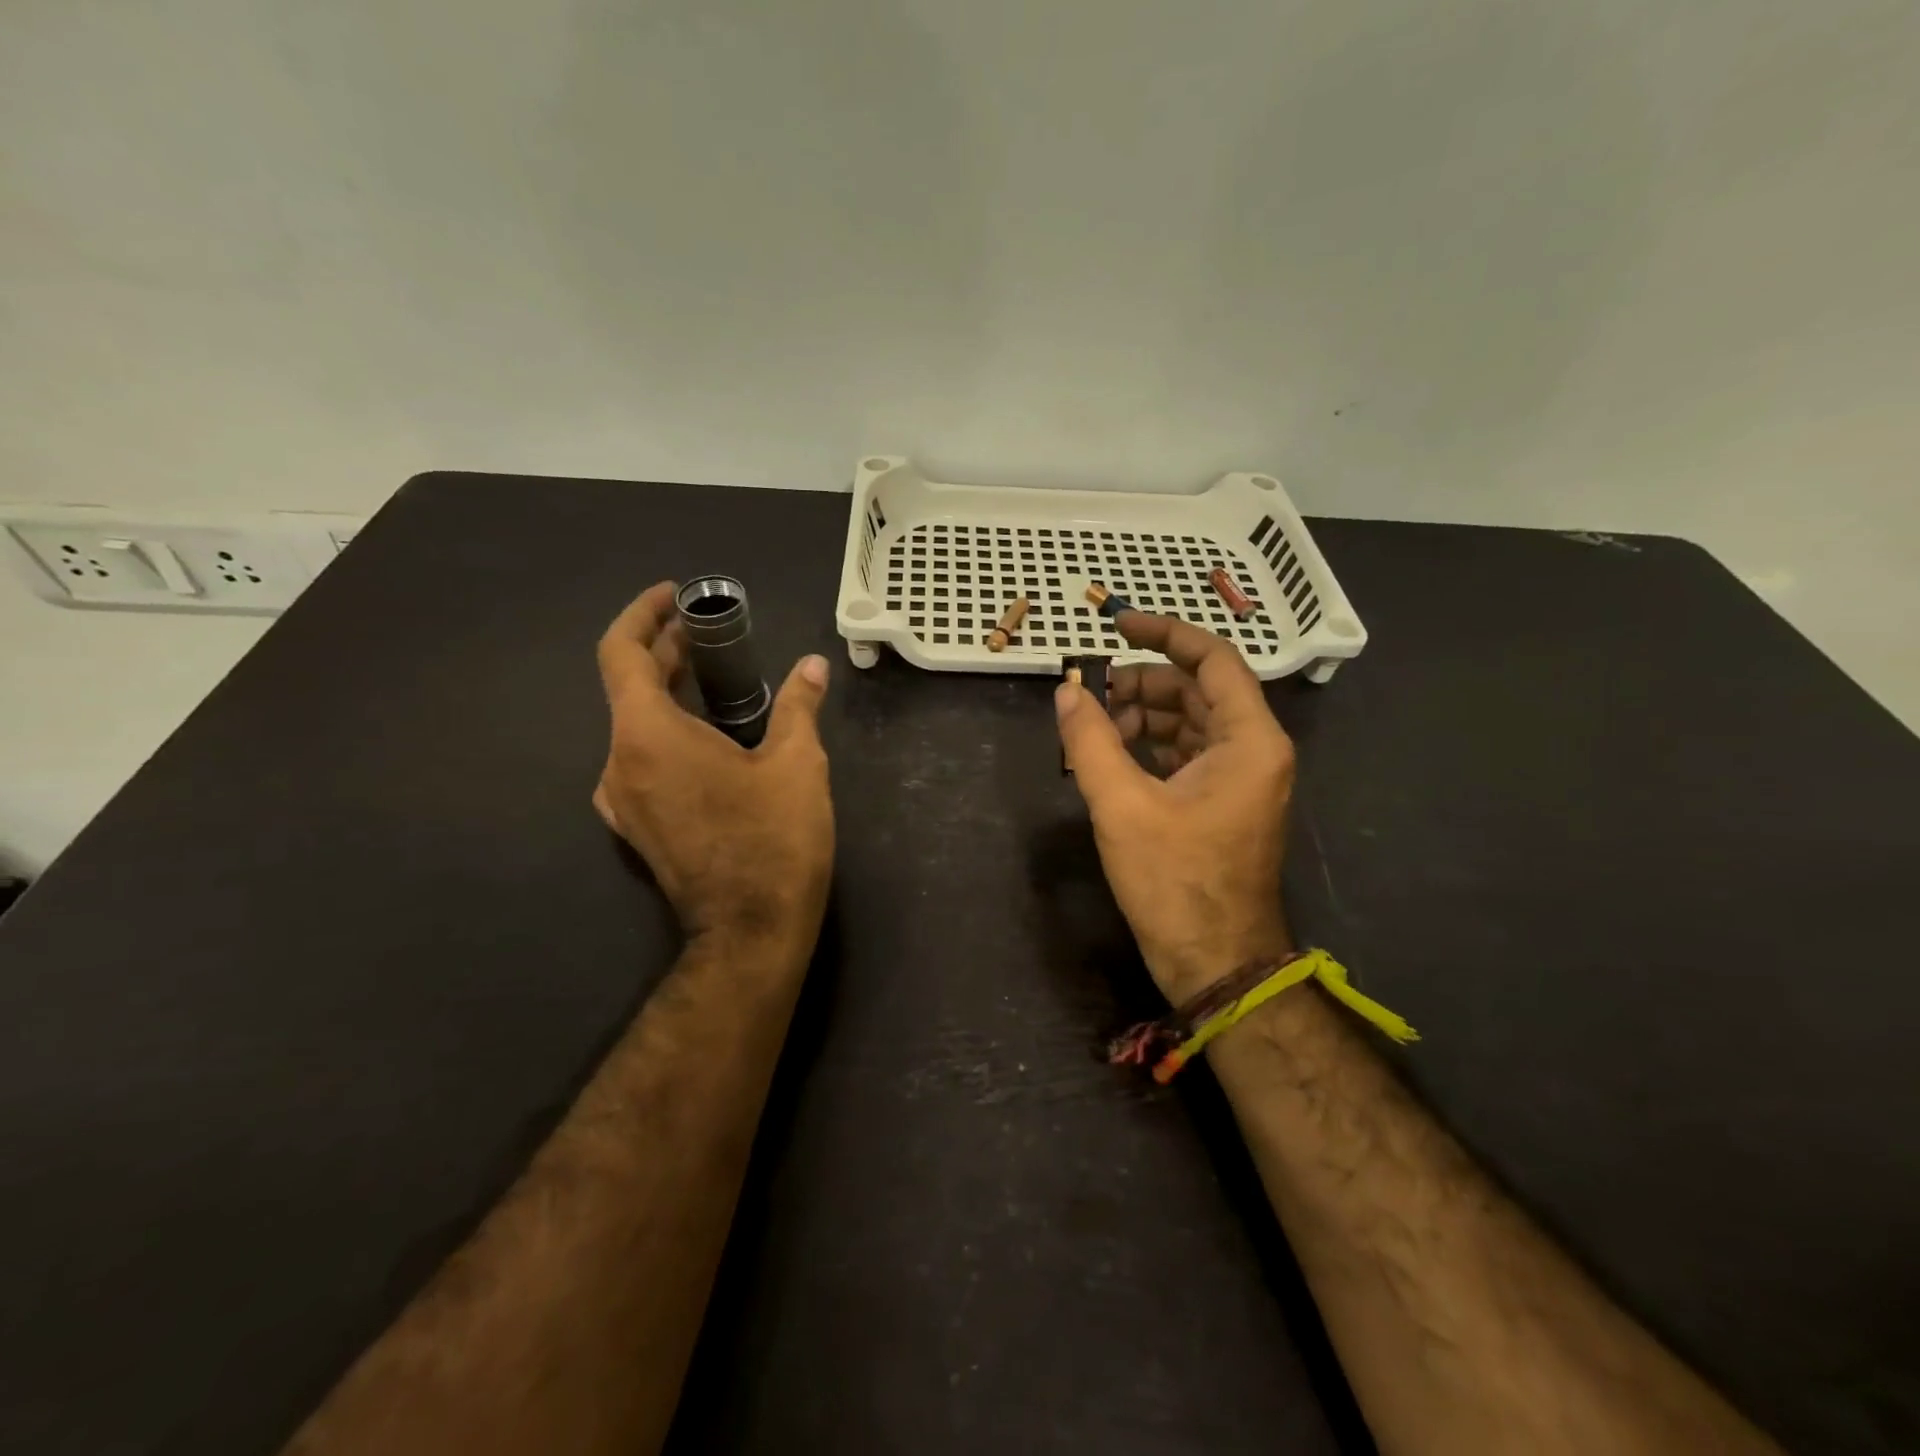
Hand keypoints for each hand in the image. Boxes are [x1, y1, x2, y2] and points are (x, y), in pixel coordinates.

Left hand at [594, 581, 834, 954]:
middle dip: (666, 653)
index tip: (674, 597)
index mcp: (647, 736)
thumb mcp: (798, 764)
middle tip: (710, 633)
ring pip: (635, 726)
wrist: (750, 931)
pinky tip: (709, 737)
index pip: (620, 653)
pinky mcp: (636, 826)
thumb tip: (813, 667)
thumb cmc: (773, 840)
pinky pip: (641, 760)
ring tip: (715, 680)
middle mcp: (618, 762)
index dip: (643, 615)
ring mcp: (622, 800)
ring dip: (668, 695)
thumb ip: (799, 706)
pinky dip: (667, 732)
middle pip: (629, 688)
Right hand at [1056, 612, 1295, 1002]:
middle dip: (1142, 683)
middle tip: (1091, 696)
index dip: (1165, 634)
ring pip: (1190, 722)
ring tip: (1093, 731)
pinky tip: (1111, 757)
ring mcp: (1241, 778)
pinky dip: (1150, 746)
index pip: (1213, 660)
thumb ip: (1090, 740)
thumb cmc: (1175, 882)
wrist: (1214, 961)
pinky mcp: (1223, 802)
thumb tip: (1068, 690)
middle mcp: (1254, 750)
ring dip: (1142, 716)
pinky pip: (1186, 753)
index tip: (1118, 624)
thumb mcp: (1122, 805)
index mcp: (1249, 740)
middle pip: (1198, 690)